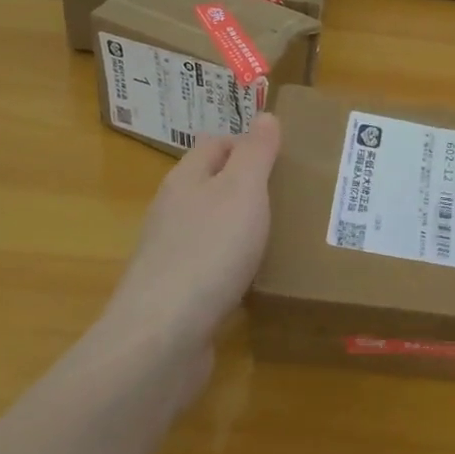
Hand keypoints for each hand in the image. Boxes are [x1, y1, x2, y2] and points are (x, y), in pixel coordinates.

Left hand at [97, 114, 281, 399]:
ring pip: (212, 227)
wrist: (162, 338)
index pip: (215, 143)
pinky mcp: (177, 295)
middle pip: (212, 185)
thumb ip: (256, 152)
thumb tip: (265, 115)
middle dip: (249, 186)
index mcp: (185, 179)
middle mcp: (173, 211)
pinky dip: (234, 266)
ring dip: (242, 227)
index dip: (247, 143)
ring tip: (283, 235)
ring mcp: (171, 255)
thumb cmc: (209, 250)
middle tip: (292, 196)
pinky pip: (211, 267)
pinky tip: (256, 279)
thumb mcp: (243, 190)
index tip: (284, 158)